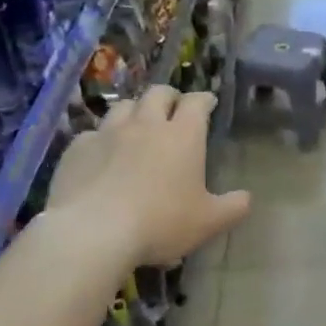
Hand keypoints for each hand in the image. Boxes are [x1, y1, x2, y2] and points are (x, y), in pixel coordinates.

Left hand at [46, 85, 251, 265]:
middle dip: (169, 96)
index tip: (208, 102)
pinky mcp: (79, 147)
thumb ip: (232, 208)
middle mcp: (146, 124)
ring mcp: (109, 132)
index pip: (197, 102)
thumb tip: (247, 198)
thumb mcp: (208, 222)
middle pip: (158, 93)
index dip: (204, 99)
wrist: (94, 231)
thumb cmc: (160, 223)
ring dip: (135, 110)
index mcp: (183, 136)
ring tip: (137, 124)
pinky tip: (102, 153)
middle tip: (173, 108)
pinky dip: (102, 138)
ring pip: (124, 106)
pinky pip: (93, 132)